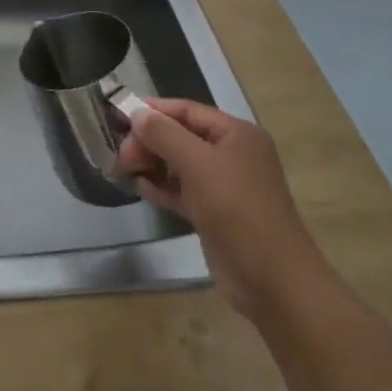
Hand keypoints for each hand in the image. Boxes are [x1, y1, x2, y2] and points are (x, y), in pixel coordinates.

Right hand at [117, 98, 329, 318]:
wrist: (272, 279)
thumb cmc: (236, 209)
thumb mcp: (197, 164)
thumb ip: (164, 134)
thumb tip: (137, 113)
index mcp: (237, 134)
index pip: (188, 110)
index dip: (153, 110)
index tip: (119, 115)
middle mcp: (233, 155)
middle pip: (182, 136)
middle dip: (150, 141)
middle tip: (122, 155)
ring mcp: (225, 186)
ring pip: (180, 165)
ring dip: (153, 164)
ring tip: (124, 169)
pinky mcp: (216, 213)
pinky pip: (183, 191)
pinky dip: (162, 187)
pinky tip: (141, 188)